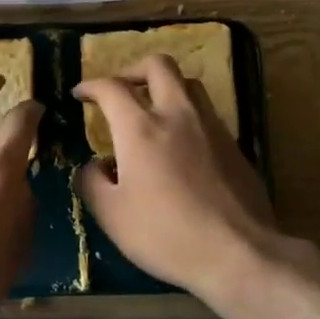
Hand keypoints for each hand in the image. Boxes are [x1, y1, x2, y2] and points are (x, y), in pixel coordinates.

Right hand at [74, 55, 281, 301]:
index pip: (111, 88)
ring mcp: (211, 127)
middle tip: (121, 89)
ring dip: (165, 87)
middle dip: (133, 69)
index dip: (91, 86)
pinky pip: (206, 113)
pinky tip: (180, 145)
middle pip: (158, 65)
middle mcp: (177, 115)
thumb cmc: (165, 234)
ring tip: (152, 111)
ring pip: (188, 84)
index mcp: (140, 128)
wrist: (238, 253)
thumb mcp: (111, 215)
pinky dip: (186, 115)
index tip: (81, 94)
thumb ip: (92, 182)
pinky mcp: (235, 145)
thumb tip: (94, 166)